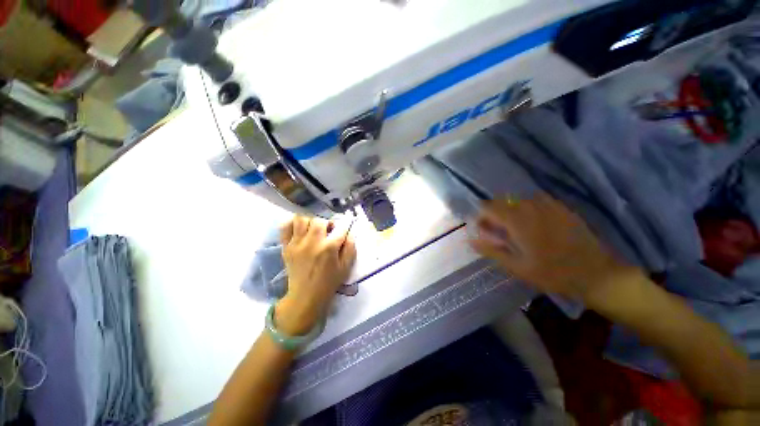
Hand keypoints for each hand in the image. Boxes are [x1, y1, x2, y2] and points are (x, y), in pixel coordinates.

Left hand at [275, 216, 355, 334]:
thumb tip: (348, 233)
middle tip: (327, 232)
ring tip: (312, 230)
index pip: (340, 227)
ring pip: (302, 219)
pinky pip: (285, 227)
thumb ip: (350, 247)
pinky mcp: (286, 246)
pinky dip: (292, 224)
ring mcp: (297, 244)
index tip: (342, 230)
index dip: (343, 227)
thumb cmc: (329, 282)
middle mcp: (313, 242)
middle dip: (326, 224)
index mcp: (329, 248)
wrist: (305, 296)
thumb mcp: (346, 267)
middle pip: (319, 220)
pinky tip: (299, 230)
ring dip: (310, 222)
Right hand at [470, 194, 640, 304]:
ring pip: (518, 200)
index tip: (483, 230)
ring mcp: (548, 205)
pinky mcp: (561, 208)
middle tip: (497, 232)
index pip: (488, 207)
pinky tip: (532, 222)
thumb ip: (491, 250)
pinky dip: (526, 208)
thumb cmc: (553, 273)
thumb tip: (470, 240)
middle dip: (494, 214)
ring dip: (509, 210)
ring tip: (513, 228)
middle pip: (501, 201)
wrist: (598, 274)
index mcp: (518, 220)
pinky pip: (536, 200)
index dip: (481, 217)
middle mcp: (531, 207)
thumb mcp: (517, 266)